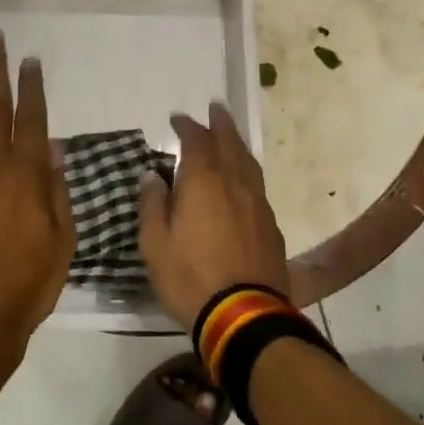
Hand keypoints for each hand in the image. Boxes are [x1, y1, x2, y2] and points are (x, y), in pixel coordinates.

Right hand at [139, 103, 287, 328]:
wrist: (243, 315)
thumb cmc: (189, 277)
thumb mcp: (154, 243)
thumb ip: (152, 204)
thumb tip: (154, 175)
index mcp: (204, 182)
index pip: (196, 141)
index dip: (187, 126)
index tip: (178, 119)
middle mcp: (234, 184)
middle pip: (230, 143)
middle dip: (221, 124)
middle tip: (216, 108)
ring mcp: (257, 204)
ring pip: (249, 163)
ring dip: (238, 144)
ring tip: (231, 136)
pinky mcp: (270, 226)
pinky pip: (257, 186)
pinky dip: (247, 172)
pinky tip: (243, 181)